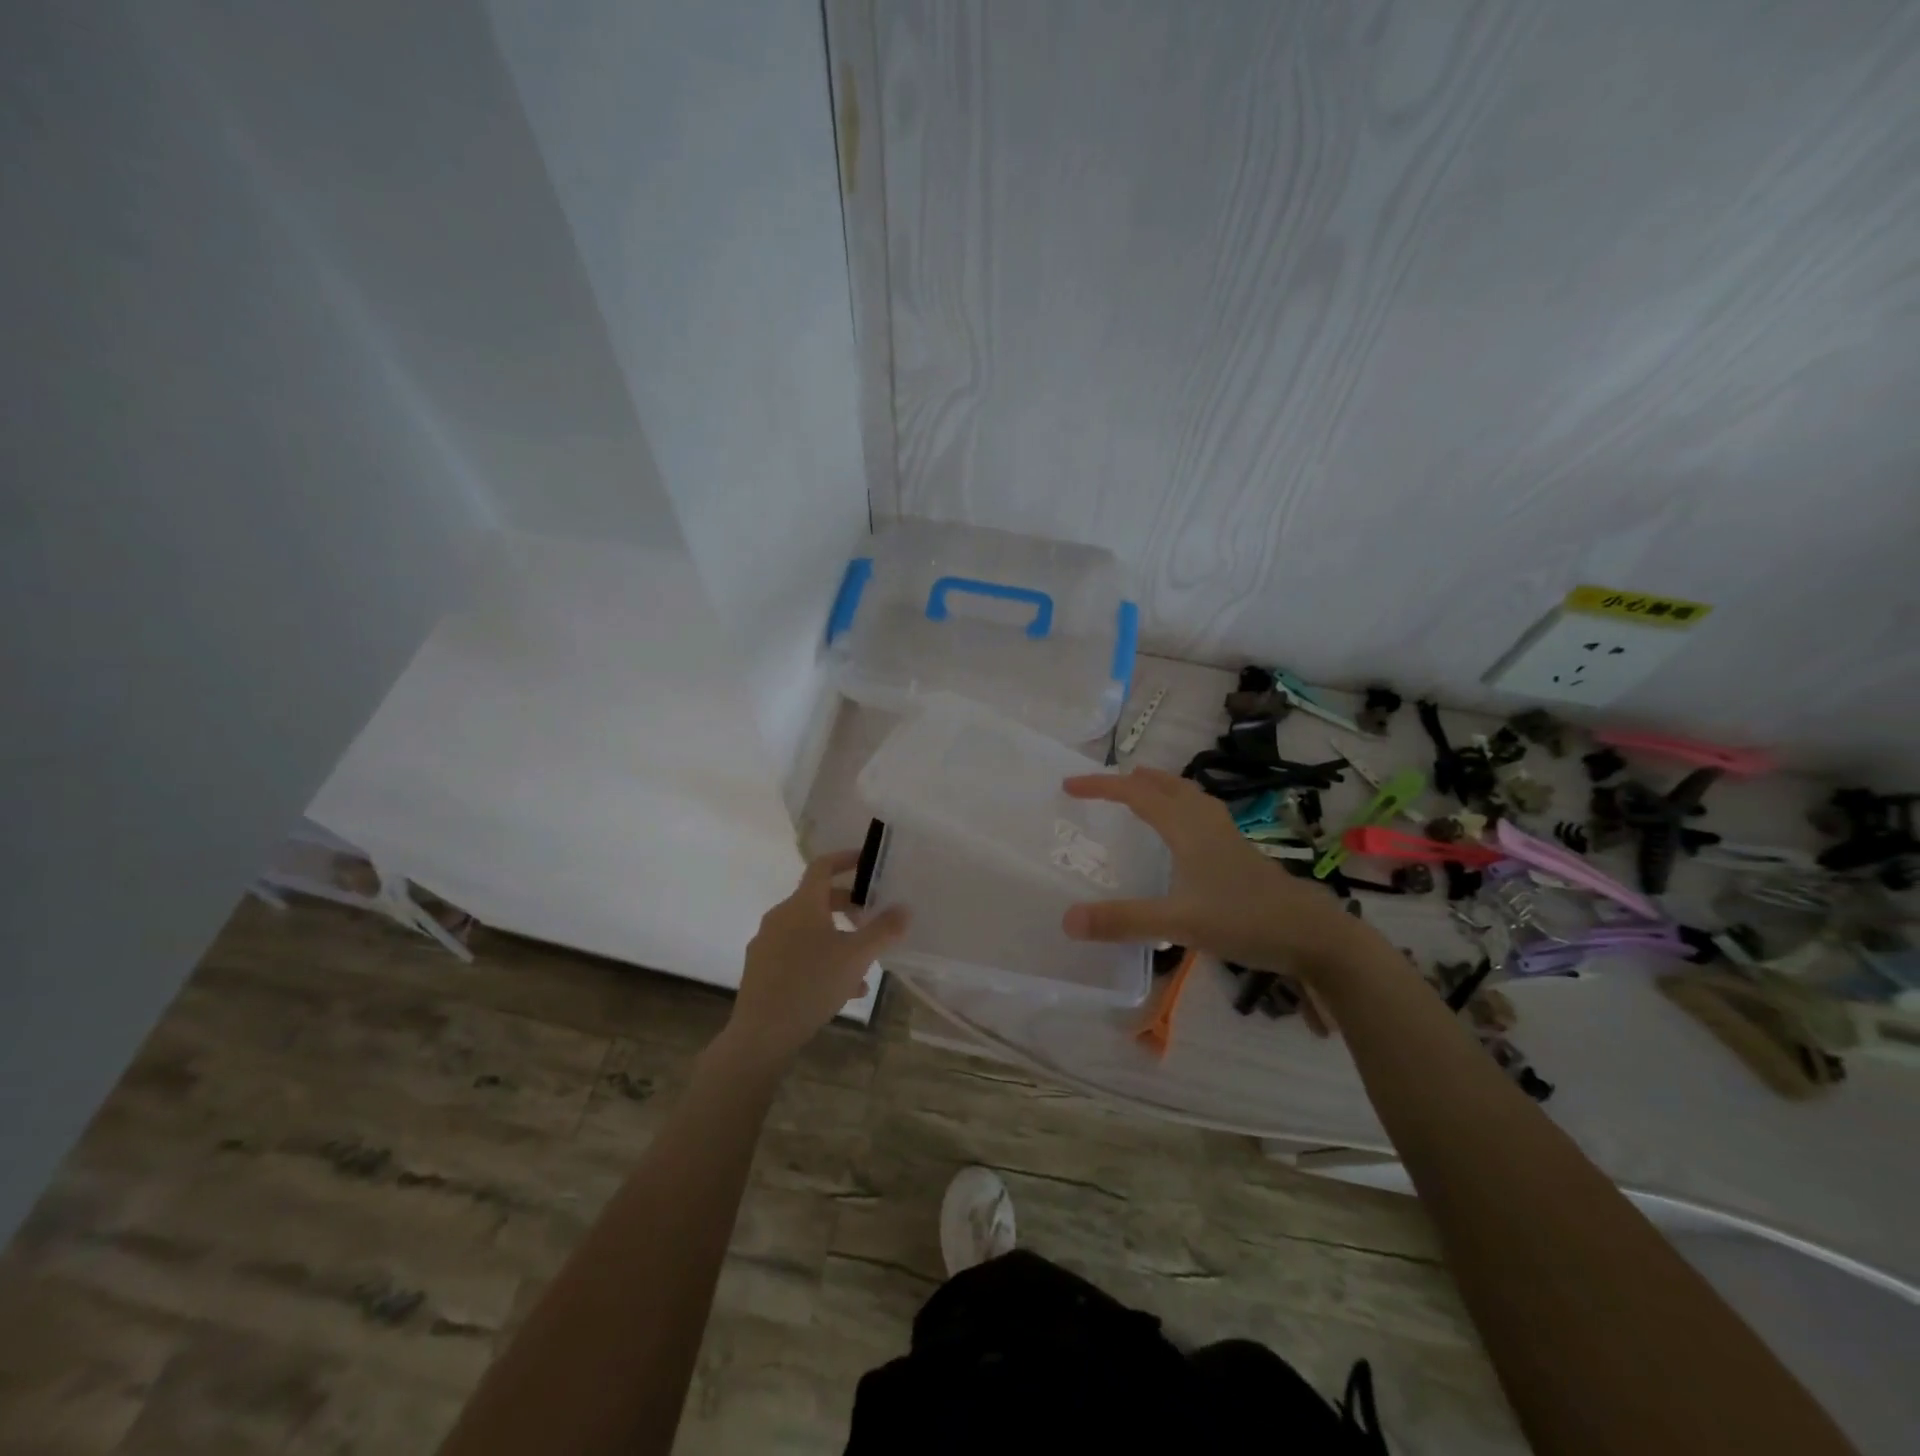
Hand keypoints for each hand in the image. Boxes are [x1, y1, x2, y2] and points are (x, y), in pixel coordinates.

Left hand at [724, 850, 909, 1067]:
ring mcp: (767, 943)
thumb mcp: (857, 956)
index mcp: (802, 904)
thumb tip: (904, 908)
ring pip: (809, 930)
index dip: (845, 859)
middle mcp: (780, 916)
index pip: (822, 866)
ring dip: (837, 937)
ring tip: (863, 963)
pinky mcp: (761, 969)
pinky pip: (796, 953)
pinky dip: (820, 959)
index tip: (866, 861)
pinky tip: (842, 989)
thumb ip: (883, 930)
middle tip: (870, 919)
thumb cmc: (812, 984)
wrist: (762, 1033)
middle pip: (817, 899)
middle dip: (847, 906)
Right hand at [1059, 767, 1358, 975]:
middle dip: (1130, 780)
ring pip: (1187, 796)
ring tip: (1139, 795)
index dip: (1100, 786)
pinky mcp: (1239, 851)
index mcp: (1186, 827)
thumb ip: (1123, 921)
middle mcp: (1205, 821)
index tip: (1068, 785)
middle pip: (1164, 785)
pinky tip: (1182, 835)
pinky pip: (1200, 813)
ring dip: (1158, 789)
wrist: (1312, 934)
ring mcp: (1226, 835)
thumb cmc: (1244, 920)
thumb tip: (1067, 920)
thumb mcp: (1178, 923)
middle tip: (1102, 786)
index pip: (1135, 794)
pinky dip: (1178, 808)